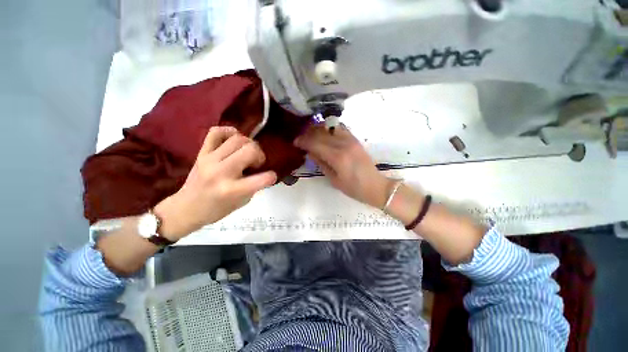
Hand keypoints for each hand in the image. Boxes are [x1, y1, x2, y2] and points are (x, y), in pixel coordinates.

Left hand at [154, 126, 276, 239]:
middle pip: (250, 150)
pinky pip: (216, 132)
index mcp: (232, 190)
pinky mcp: (201, 153)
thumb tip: (262, 171)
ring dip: (248, 145)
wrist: (185, 209)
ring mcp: (209, 159)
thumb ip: (254, 185)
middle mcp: (221, 172)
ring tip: (246, 153)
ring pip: (237, 139)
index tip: (271, 177)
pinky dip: (229, 132)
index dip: (271, 176)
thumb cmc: (216, 210)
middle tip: (256, 163)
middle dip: (259, 155)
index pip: (262, 179)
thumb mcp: (241, 202)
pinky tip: (234, 139)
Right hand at [295, 124, 392, 207]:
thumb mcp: (334, 180)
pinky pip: (340, 129)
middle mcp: (344, 145)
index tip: (295, 142)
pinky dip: (330, 129)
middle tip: (300, 139)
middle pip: (321, 134)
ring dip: (318, 130)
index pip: (315, 143)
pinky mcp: (355, 140)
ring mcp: (351, 140)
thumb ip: (321, 163)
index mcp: (338, 157)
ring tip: (311, 135)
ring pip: (330, 128)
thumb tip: (310, 152)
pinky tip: (325, 134)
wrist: (375, 186)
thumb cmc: (353, 188)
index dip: (303, 141)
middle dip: (308, 135)